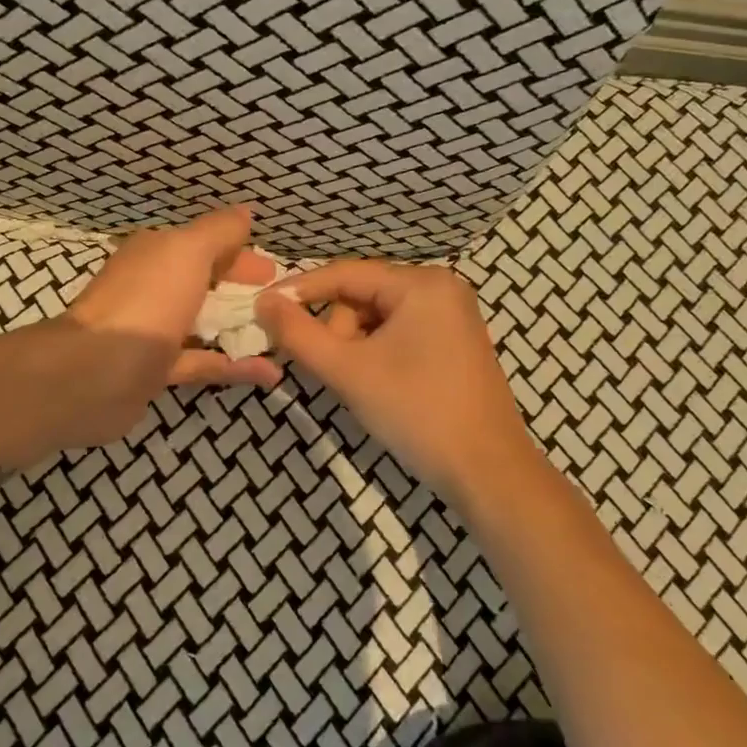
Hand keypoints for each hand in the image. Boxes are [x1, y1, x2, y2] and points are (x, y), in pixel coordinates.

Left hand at [53, 206, 282, 442]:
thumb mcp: (188, 251)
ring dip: (241, 328)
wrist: (95, 373)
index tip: (274, 272)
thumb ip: (220, 231)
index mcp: (156, 253)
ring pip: (204, 324)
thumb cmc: (147, 301)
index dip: (240, 253)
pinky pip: (203, 362)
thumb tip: (245, 212)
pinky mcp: (156, 370)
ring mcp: (153, 331)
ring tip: (283, 336)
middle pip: (206, 284)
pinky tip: (270, 373)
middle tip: (283, 304)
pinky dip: (234, 366)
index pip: (204, 245)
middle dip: (243, 291)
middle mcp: (152, 287)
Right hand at [256, 261, 538, 502]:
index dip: (299, 291)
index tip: (260, 308)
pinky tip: (378, 386)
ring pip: (377, 318)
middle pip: (361, 296)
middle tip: (335, 373)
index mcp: (421, 284)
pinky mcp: (453, 343)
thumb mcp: (348, 370)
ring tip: (360, 386)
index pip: (344, 274)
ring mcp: (451, 316)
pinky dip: (376, 355)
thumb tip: (262, 301)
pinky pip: (398, 334)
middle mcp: (440, 288)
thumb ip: (298, 333)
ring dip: (355, 348)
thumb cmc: (416, 412)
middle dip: (338, 332)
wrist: (487, 472)